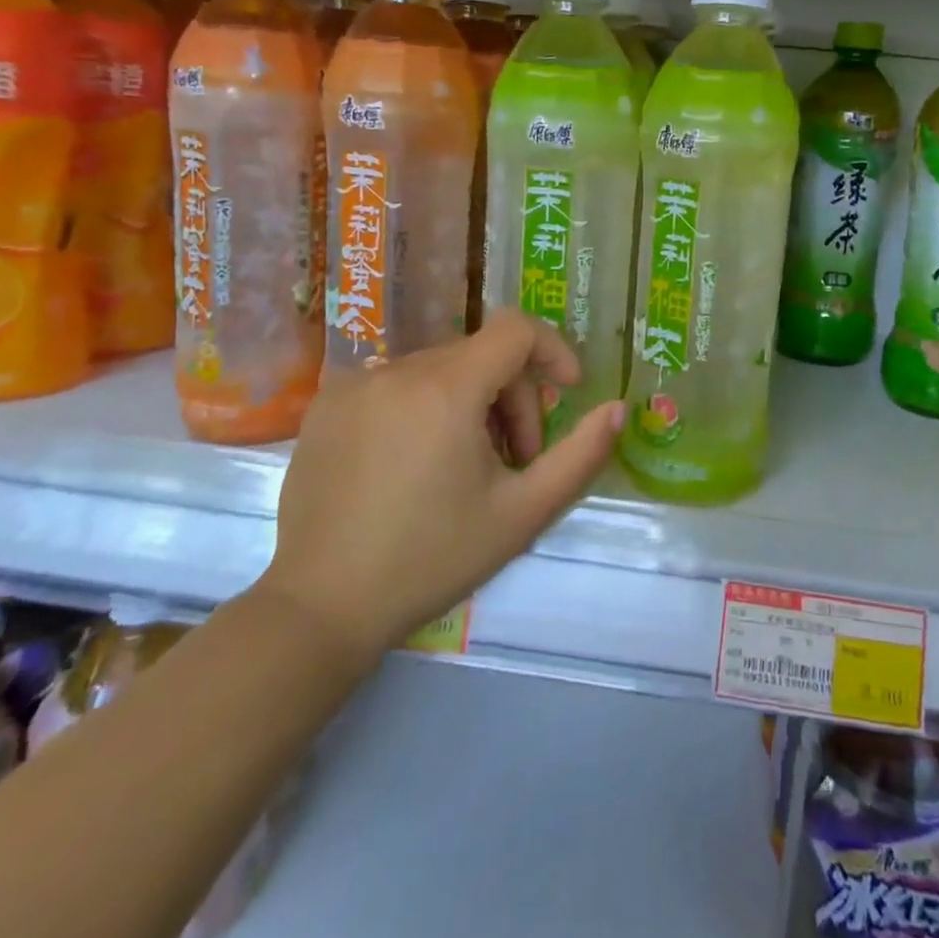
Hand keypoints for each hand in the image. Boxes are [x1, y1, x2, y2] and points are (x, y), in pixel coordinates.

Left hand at [258, 310, 624, 658]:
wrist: (320, 608)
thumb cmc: (431, 559)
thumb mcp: (522, 513)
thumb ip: (580, 455)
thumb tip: (618, 408)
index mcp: (446, 388)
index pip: (516, 329)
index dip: (553, 351)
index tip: (567, 393)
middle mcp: (397, 369)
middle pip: (480, 356)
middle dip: (512, 398)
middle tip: (516, 460)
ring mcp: (355, 384)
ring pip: (439, 369)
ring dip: (470, 403)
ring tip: (466, 467)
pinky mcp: (326, 405)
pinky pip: (396, 384)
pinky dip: (424, 407)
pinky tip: (416, 464)